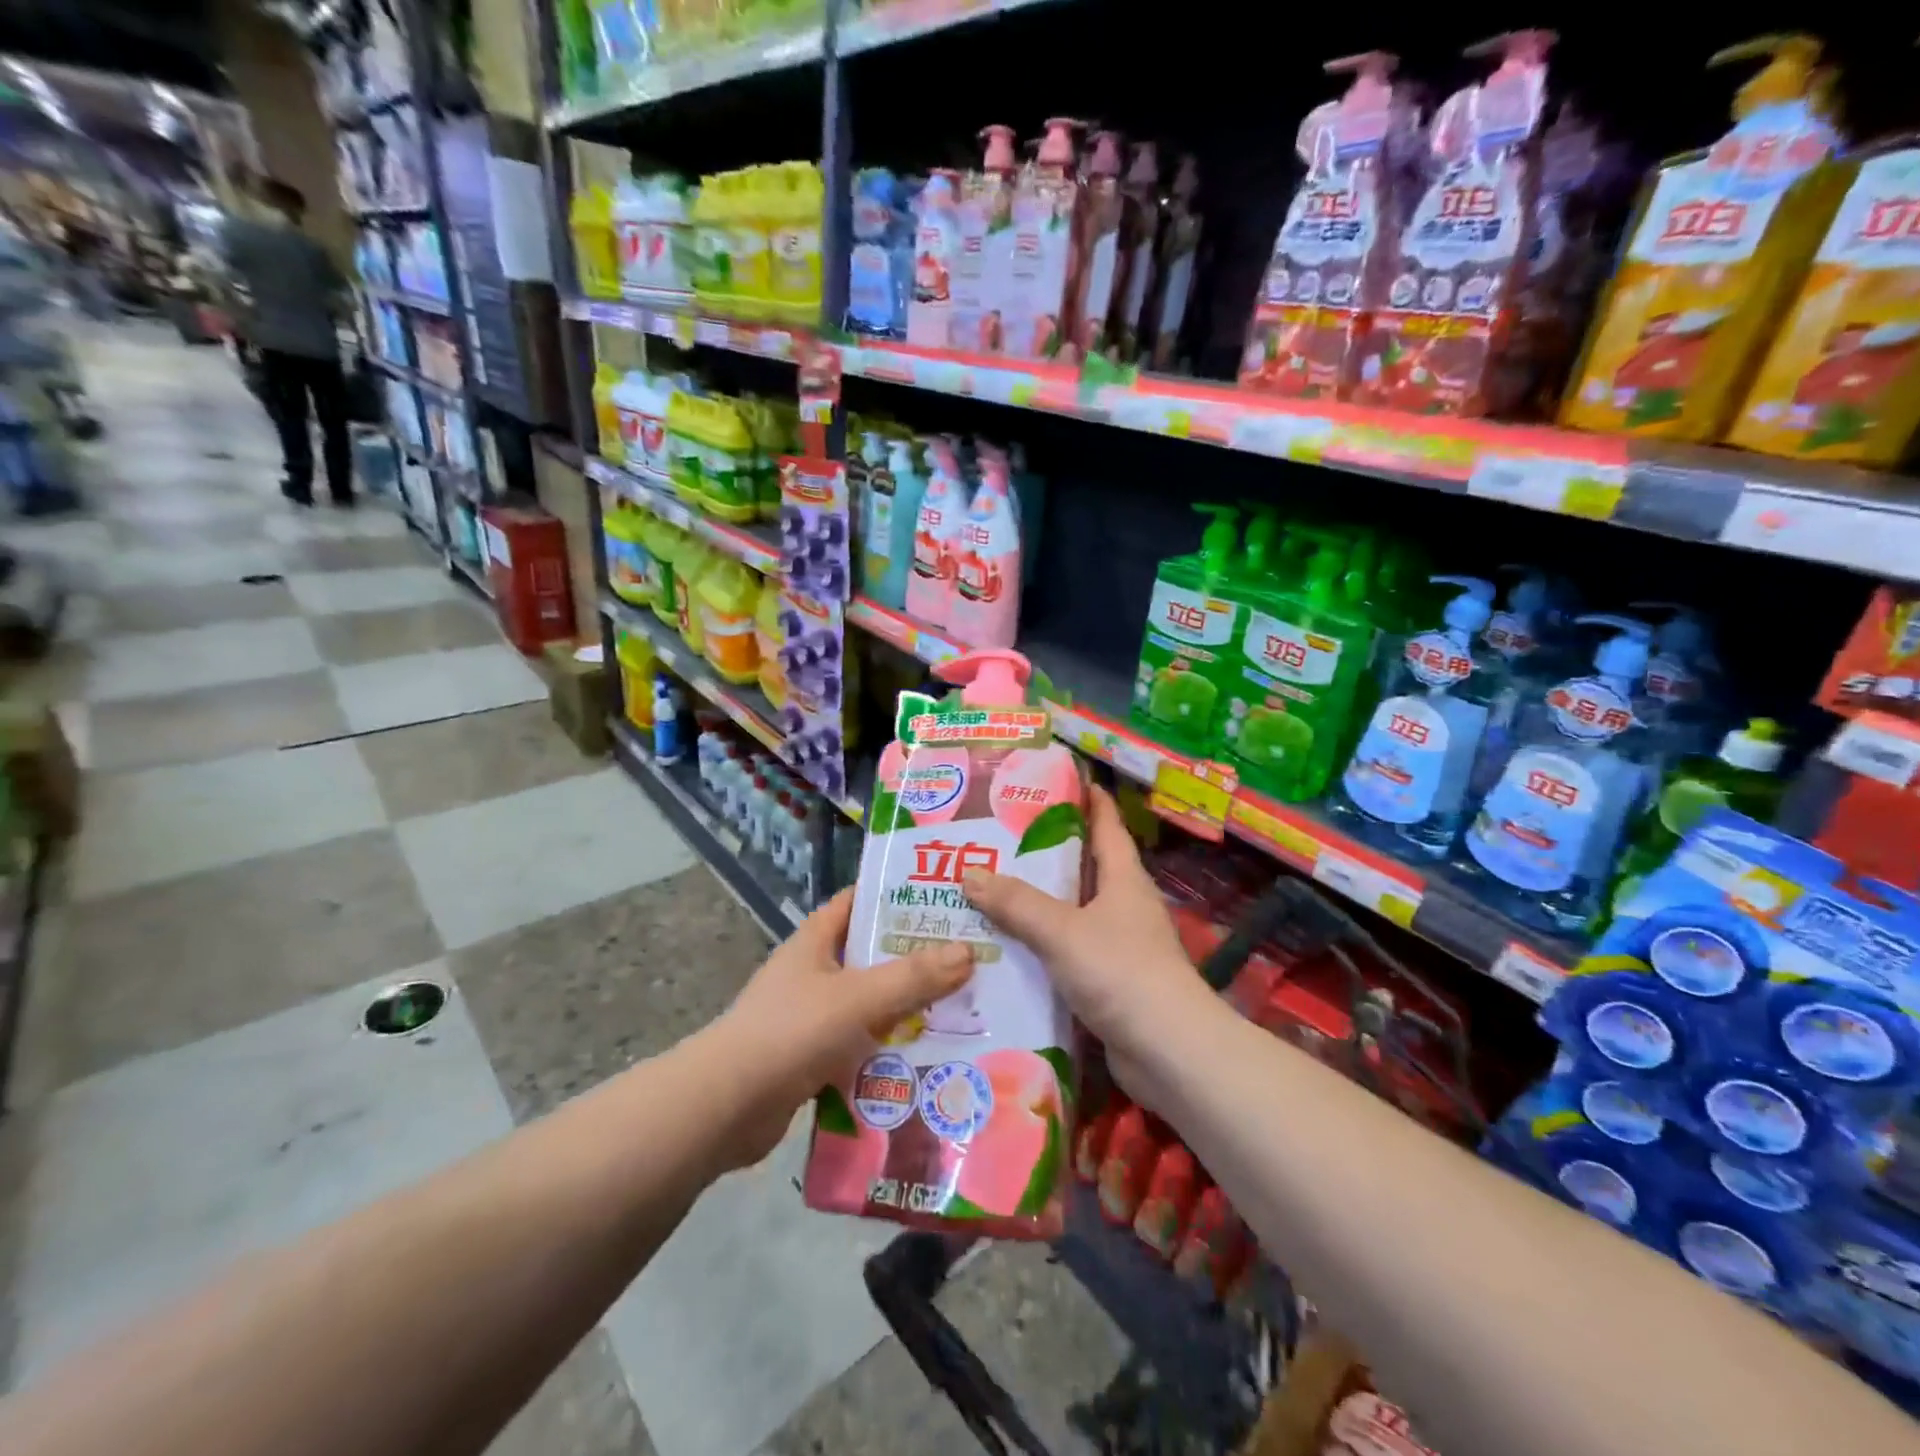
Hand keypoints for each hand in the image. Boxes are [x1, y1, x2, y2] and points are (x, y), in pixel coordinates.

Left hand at [711, 889, 974, 1169]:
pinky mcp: (813, 1058)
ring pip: (870, 1003)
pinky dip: (888, 1049)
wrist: (726, 1108)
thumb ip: (912, 977)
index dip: (897, 896)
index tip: (944, 899)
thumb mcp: (857, 997)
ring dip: (907, 1008)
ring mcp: (811, 1016)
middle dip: (915, 958)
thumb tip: (967, 952)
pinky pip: (861, 1045)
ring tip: (961, 1008)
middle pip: (872, 955)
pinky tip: (928, 1058)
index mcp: (815, 940)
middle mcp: (813, 972)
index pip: (858, 901)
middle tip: (968, 958)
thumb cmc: (791, 1032)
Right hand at [962, 786, 1202, 1053]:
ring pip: (1071, 911)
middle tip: (995, 836)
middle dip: (1044, 851)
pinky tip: (1005, 946)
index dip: (1085, 798)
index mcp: (1123, 877)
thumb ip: (1016, 903)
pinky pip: (1066, 950)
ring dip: (1036, 902)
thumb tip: (969, 873)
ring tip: (987, 887)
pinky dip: (1040, 945)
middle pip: (1082, 866)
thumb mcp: (1063, 930)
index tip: (1053, 778)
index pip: (1105, 824)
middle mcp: (1123, 904)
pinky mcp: (1108, 980)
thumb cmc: (1121, 972)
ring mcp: (1118, 944)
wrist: (1168, 1051)